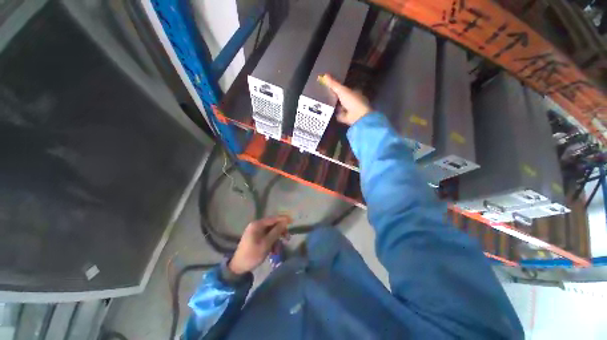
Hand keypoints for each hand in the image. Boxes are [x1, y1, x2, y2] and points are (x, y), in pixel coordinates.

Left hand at [228, 215, 290, 274]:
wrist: (238, 267)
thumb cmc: (252, 255)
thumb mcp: (266, 244)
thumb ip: (276, 231)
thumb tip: (285, 222)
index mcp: (257, 225)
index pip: (273, 218)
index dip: (283, 219)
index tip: (292, 221)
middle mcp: (256, 226)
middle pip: (272, 225)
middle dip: (280, 232)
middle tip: (288, 238)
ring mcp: (255, 232)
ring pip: (271, 232)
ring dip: (276, 239)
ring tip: (279, 249)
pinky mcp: (255, 238)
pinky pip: (267, 237)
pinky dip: (271, 242)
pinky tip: (274, 251)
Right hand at [321, 74, 371, 125]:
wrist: (357, 116)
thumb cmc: (352, 101)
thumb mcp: (342, 90)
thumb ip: (333, 84)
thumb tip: (325, 75)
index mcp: (354, 92)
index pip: (345, 89)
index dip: (338, 88)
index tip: (330, 87)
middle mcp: (353, 101)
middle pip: (342, 98)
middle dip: (335, 98)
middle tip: (326, 96)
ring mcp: (350, 111)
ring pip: (341, 107)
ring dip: (335, 106)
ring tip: (326, 104)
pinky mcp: (347, 118)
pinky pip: (339, 115)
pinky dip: (335, 114)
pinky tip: (330, 113)